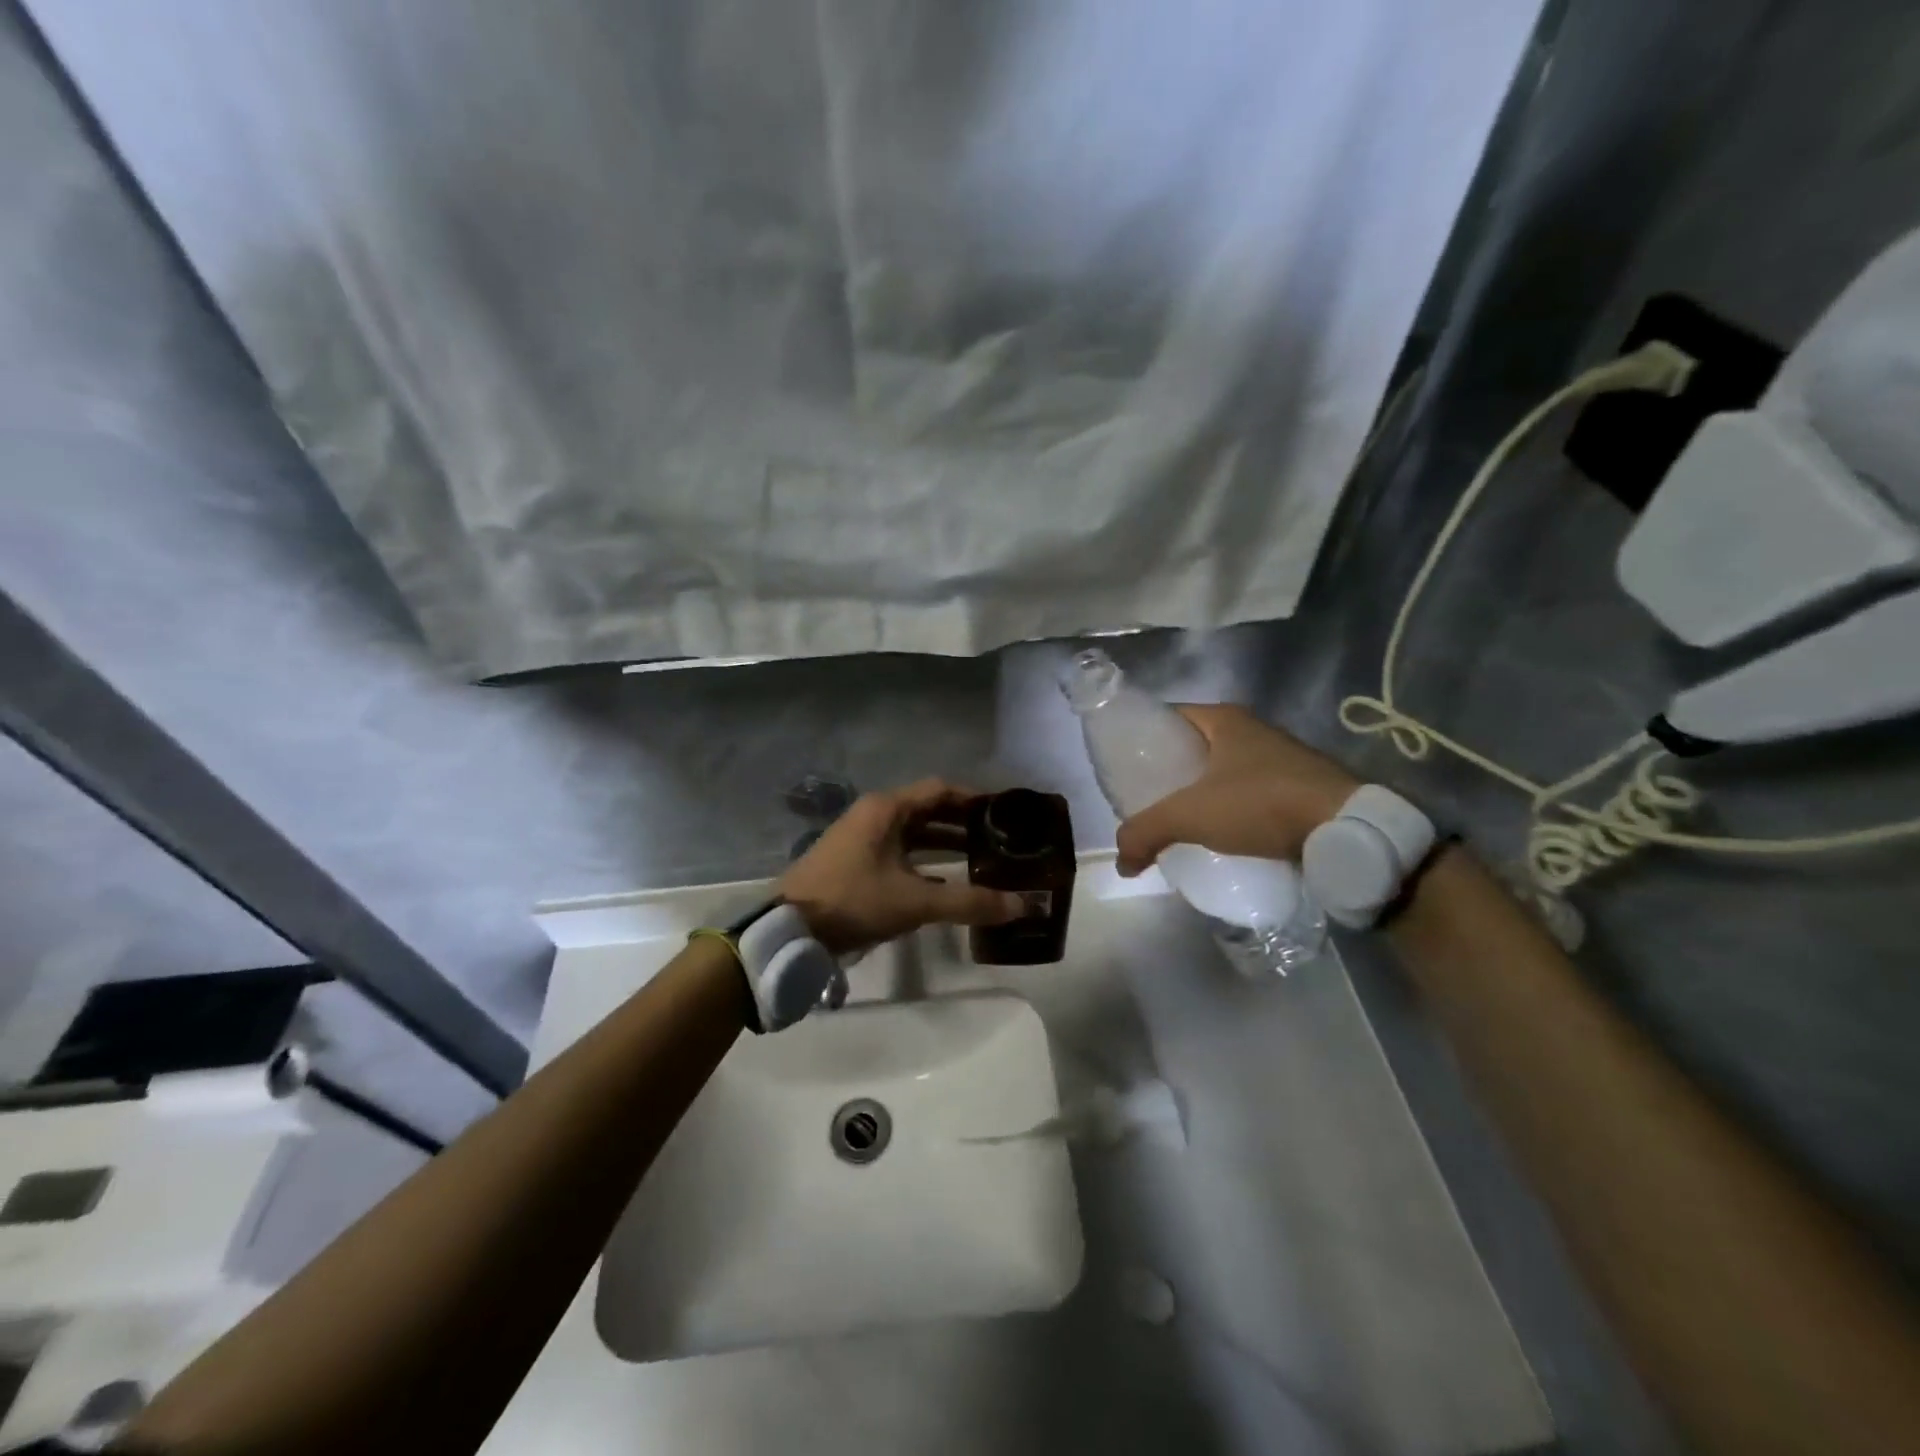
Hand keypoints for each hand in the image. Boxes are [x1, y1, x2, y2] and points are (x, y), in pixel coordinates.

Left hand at [778, 779, 1026, 953]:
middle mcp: (874, 815)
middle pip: (928, 810)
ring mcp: (861, 839)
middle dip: (963, 822)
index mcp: (886, 809)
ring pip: (913, 833)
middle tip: (999, 838)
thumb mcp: (914, 902)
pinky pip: (899, 852)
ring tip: (980, 858)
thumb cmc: (853, 901)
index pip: (940, 790)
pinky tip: (945, 882)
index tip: (1004, 812)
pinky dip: (924, 862)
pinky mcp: (854, 862)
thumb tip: (1022, 905)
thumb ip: (968, 902)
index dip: (974, 798)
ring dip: (944, 843)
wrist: (789, 929)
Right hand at [1114, 705, 1358, 875]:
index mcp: (1224, 719)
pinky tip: (1217, 833)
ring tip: (1175, 819)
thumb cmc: (1261, 804)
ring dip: (1199, 791)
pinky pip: (1247, 791)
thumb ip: (1146, 832)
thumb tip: (1121, 862)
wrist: (1345, 830)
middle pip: (1192, 745)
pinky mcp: (1297, 785)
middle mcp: (1252, 729)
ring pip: (1221, 770)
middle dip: (1168, 770)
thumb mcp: (1191, 815)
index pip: (1167, 717)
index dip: (1142, 738)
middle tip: (1144, 798)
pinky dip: (1228, 807)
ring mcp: (1278, 757)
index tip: (1124, 767)